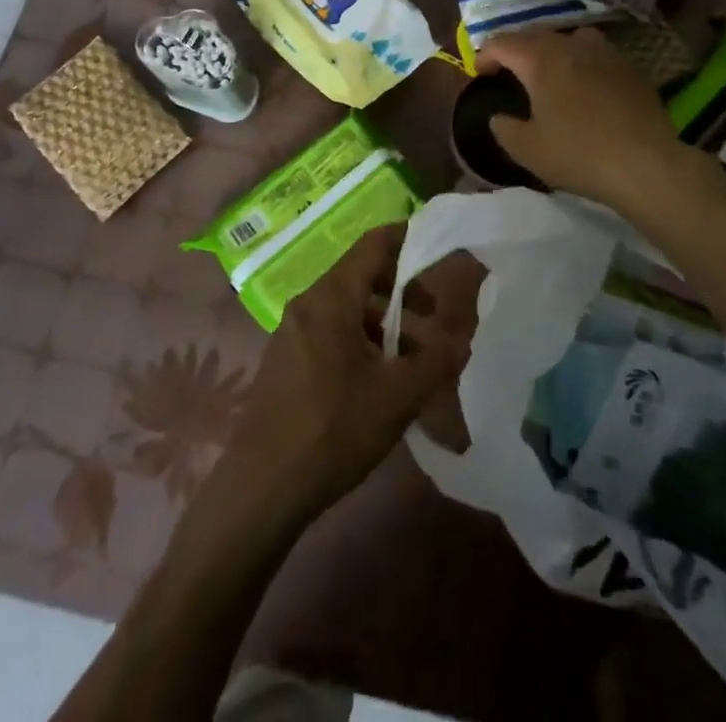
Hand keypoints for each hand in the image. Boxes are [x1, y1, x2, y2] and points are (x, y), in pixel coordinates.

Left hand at [222, 225, 470, 521]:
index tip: (436, 248)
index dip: (406, 239)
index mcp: (331, 297)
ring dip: (382, 321)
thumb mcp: (398, 396)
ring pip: (346, 308)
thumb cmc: (333, 429)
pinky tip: (378, 380)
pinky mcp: (285, 358)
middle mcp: (308, 302)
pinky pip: (329, 331)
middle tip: (432, 314)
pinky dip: (359, 339)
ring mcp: (291, 331)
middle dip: (400, 290)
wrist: (263, 486)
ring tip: (412, 358)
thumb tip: (462, 339)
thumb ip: (436, 361)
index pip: (373, 244)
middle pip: (361, 275)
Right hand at [478, 27, 696, 210]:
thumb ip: (504, 128)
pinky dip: (580, 60)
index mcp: (540, 59)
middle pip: (534, 35)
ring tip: (546, 71)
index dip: (485, 55)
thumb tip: (498, 116)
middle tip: (506, 70)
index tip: (479, 73)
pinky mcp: (629, 66)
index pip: (502, 42)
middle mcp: (570, 44)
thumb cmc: (578, 153)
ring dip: (550, 50)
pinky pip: (595, 52)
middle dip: (515, 50)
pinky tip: (583, 83)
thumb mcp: (527, 149)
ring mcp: (604, 52)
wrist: (646, 164)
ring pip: (568, 38)